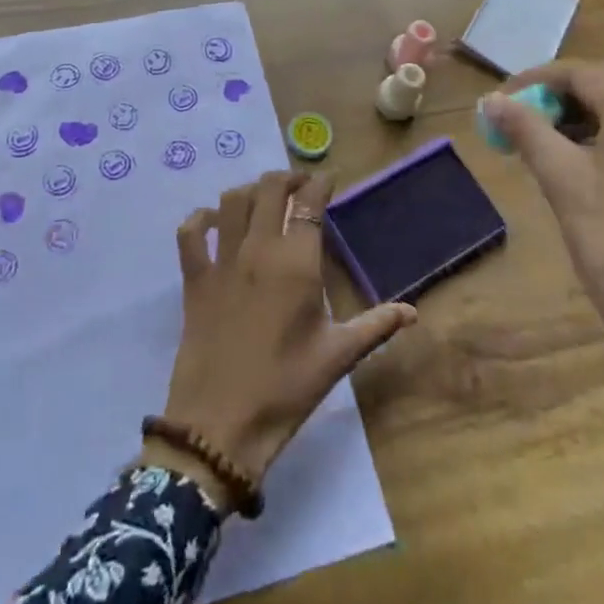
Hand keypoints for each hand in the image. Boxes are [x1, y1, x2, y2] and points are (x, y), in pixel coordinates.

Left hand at [147, 170, 415, 511]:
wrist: (221, 424)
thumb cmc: (286, 389)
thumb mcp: (337, 357)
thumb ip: (376, 326)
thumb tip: (413, 311)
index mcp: (296, 264)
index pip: (309, 204)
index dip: (319, 184)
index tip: (328, 180)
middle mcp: (258, 250)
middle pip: (269, 189)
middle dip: (287, 178)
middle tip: (300, 187)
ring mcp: (222, 261)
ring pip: (231, 201)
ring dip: (249, 190)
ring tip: (263, 199)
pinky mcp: (194, 279)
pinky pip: (190, 233)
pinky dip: (200, 219)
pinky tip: (212, 222)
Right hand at [483, 58, 603, 519]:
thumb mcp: (563, 183)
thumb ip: (527, 130)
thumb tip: (492, 100)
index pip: (581, 72)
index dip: (535, 82)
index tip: (502, 102)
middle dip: (570, 89)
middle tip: (533, 117)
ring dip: (600, 108)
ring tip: (560, 141)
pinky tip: (602, 164)